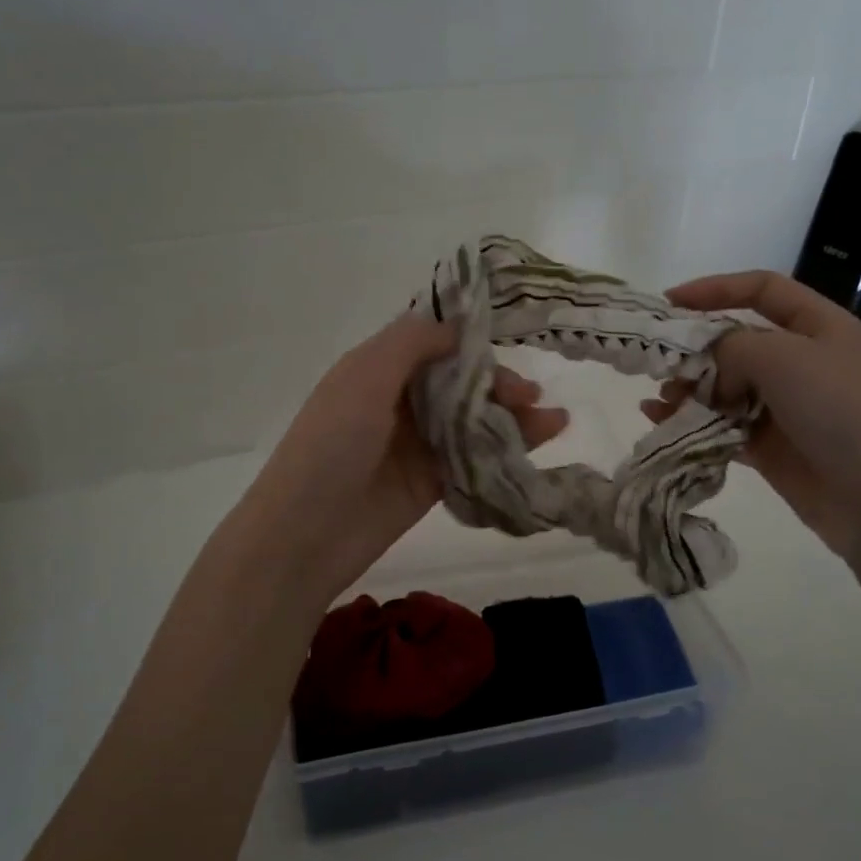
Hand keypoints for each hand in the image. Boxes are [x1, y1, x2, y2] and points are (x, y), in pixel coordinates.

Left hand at [238, 314, 567, 604]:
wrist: (306, 534)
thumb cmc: (331, 444)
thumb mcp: (364, 376)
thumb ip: (412, 342)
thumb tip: (457, 326)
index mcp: (377, 369)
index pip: (433, 342)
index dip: (472, 341)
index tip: (512, 342)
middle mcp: (397, 401)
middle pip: (459, 381)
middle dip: (497, 383)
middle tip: (530, 396)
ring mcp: (415, 444)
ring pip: (472, 420)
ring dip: (511, 416)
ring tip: (554, 421)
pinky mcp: (431, 482)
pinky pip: (473, 457)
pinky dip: (505, 449)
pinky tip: (538, 444)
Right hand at [642, 271, 860, 559]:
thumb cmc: (838, 410)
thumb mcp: (783, 358)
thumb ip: (731, 347)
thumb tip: (707, 369)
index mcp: (818, 326)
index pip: (762, 289)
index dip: (715, 289)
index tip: (669, 303)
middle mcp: (802, 361)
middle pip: (736, 342)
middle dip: (695, 351)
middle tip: (661, 367)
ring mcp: (786, 406)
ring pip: (725, 387)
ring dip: (689, 390)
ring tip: (661, 402)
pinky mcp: (770, 446)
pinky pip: (722, 425)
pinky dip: (693, 422)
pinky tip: (662, 422)